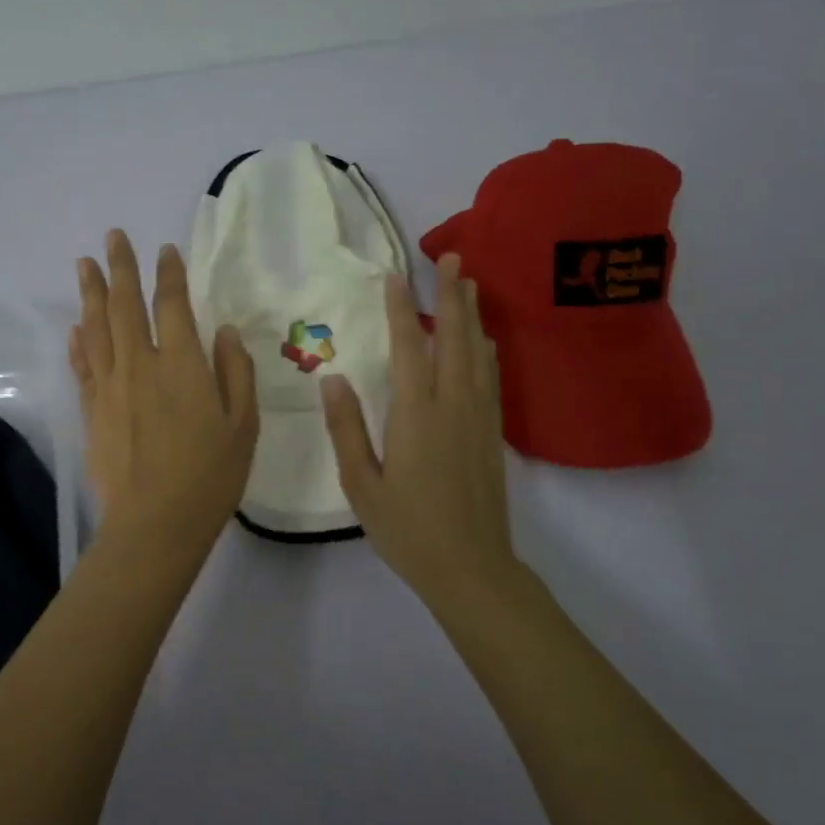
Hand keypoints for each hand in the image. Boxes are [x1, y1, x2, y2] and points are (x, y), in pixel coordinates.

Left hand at [69, 229, 258, 558]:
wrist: (154, 523)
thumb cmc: (210, 475)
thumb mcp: (243, 424)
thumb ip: (235, 372)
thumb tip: (223, 331)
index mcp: (181, 364)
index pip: (171, 305)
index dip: (168, 274)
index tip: (164, 250)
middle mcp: (140, 364)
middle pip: (124, 305)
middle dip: (119, 267)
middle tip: (113, 236)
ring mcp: (110, 386)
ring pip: (96, 328)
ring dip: (90, 292)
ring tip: (84, 263)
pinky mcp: (92, 410)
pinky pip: (83, 365)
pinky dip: (79, 341)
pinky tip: (75, 327)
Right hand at [320, 253, 517, 601]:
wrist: (472, 567)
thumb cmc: (408, 529)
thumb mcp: (361, 484)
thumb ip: (347, 429)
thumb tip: (332, 379)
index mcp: (416, 414)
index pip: (408, 348)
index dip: (401, 309)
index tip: (394, 276)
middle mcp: (453, 404)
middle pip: (454, 338)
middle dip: (452, 294)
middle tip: (453, 257)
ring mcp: (478, 417)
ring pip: (478, 353)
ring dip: (472, 315)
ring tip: (470, 284)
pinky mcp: (492, 432)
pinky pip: (490, 377)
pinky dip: (486, 349)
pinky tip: (484, 340)